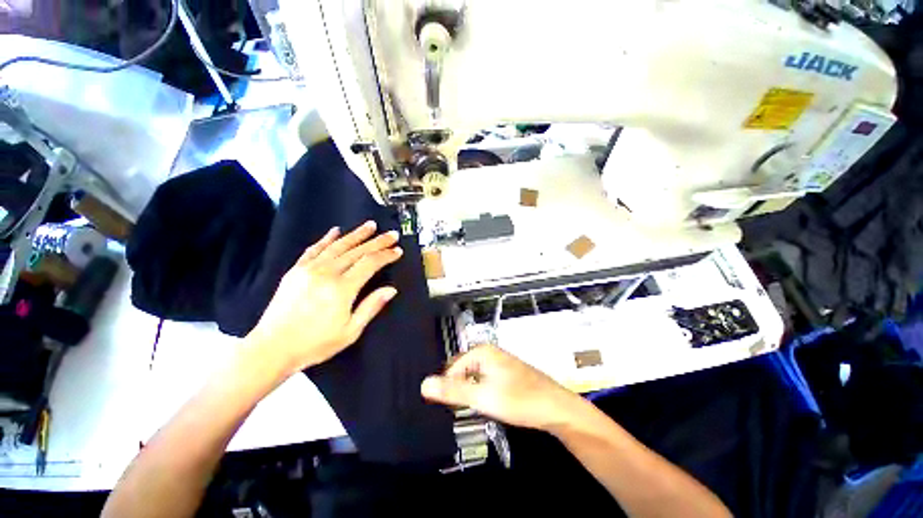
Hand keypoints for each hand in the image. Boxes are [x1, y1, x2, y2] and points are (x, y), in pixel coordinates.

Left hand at [246, 221, 402, 377]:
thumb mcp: (350, 331)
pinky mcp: (296, 270)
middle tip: (391, 234)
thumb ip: (371, 306)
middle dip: (377, 241)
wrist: (272, 348)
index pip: (370, 263)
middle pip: (357, 251)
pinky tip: (335, 230)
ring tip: (370, 225)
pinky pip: (314, 249)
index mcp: (342, 288)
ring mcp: (309, 269)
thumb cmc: (315, 343)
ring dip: (356, 234)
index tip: (397, 250)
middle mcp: (326, 273)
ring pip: (338, 246)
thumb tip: (391, 289)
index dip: (385, 255)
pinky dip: (326, 238)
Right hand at [421, 344, 580, 430]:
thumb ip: (452, 391)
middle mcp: (489, 352)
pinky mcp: (505, 373)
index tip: (449, 409)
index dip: (448, 388)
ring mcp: (498, 362)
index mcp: (481, 351)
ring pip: (473, 376)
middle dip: (457, 388)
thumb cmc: (518, 400)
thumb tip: (423, 384)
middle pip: (461, 369)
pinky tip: (485, 405)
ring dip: (468, 392)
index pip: (451, 368)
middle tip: (458, 410)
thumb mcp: (482, 397)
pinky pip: (484, 380)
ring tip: (470, 409)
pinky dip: (480, 392)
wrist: (555, 407)